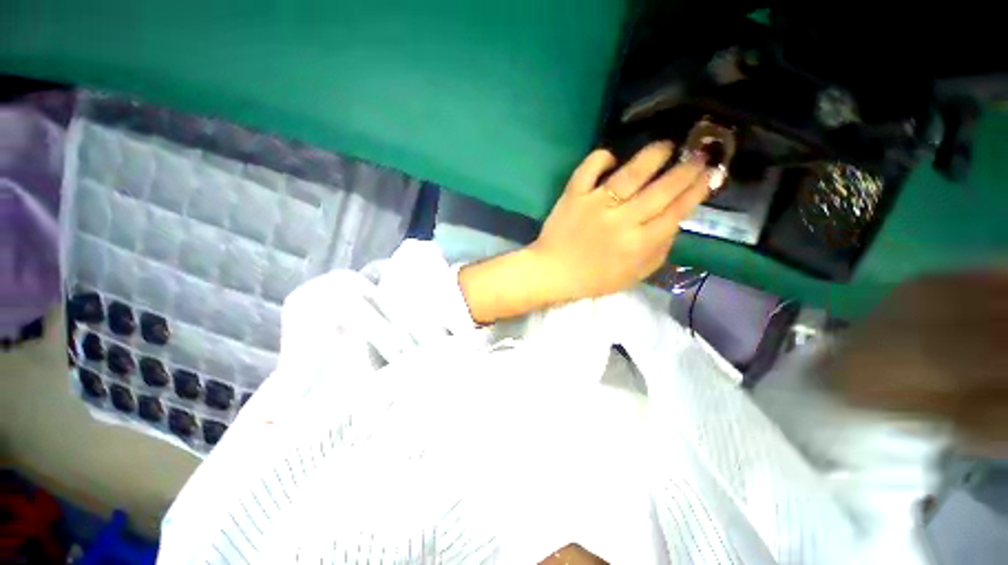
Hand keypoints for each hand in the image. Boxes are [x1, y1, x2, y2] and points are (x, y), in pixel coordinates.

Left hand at [460, 142, 715, 322]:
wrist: (552, 272)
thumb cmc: (593, 279)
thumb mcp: (633, 276)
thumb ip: (658, 251)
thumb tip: (675, 223)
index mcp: (638, 244)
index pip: (675, 213)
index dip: (696, 192)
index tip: (709, 175)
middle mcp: (621, 221)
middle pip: (661, 191)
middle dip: (685, 171)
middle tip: (698, 155)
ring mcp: (596, 205)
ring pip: (630, 175)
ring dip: (652, 157)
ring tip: (667, 146)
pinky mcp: (573, 196)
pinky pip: (588, 170)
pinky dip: (600, 159)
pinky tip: (611, 157)